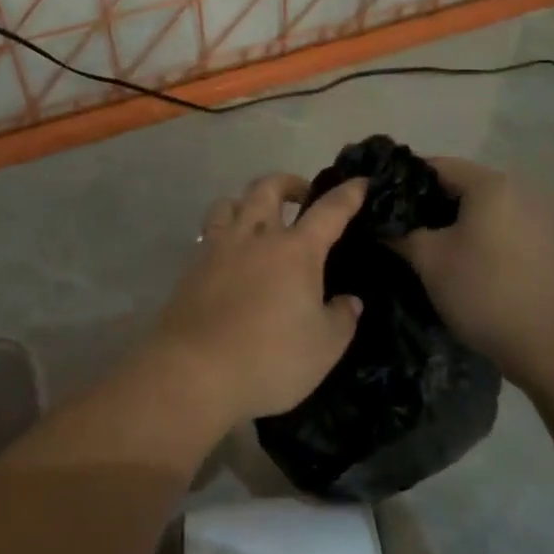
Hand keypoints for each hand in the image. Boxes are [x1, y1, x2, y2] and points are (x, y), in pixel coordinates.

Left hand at [151, 172, 368, 427]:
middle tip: (302, 195)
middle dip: (289, 183)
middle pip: (268, 188)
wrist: (194, 371)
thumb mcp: (324, 348)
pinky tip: (229, 254)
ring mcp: (219, 248)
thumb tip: (349, 301)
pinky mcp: (192, 266)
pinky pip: (209, 232)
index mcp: (296, 250)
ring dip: (247, 201)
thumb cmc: (270, 359)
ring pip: (229, 202)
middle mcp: (256, 237)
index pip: (329, 211)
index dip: (348, 194)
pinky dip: (223, 231)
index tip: (361, 182)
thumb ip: (341, 318)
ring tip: (257, 218)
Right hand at [392, 156, 553, 378]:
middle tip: (398, 226)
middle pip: (461, 185)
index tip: (379, 201)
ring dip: (455, 222)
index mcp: (490, 183)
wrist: (551, 346)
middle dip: (428, 204)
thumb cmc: (483, 291)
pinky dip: (480, 237)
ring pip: (483, 209)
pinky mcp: (550, 245)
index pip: (435, 165)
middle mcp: (520, 190)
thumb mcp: (428, 260)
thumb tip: (378, 222)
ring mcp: (540, 218)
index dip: (402, 180)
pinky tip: (464, 262)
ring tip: (426, 246)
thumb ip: (399, 233)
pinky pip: (503, 228)